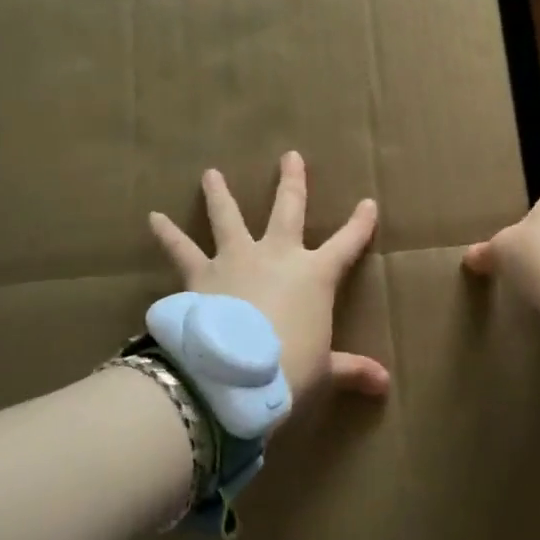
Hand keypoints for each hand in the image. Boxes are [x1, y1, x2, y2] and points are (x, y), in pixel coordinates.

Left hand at [149, 151, 390, 409]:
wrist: (233, 375)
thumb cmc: (288, 370)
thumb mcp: (324, 371)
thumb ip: (352, 370)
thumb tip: (385, 384)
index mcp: (315, 275)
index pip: (346, 244)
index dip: (359, 224)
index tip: (368, 203)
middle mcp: (276, 255)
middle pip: (288, 209)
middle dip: (292, 182)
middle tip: (290, 156)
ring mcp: (236, 259)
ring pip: (228, 217)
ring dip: (220, 194)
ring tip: (210, 173)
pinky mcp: (201, 274)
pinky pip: (181, 250)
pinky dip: (167, 235)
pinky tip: (153, 218)